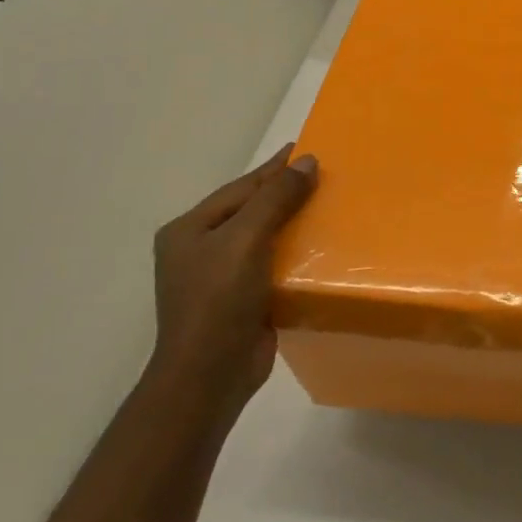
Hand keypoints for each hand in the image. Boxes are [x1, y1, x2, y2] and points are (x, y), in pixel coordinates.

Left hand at [150, 145, 318, 427]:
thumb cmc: (218, 300)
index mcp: (189, 230)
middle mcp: (202, 250)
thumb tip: (307, 162)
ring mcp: (222, 278)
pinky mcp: (245, 300)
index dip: (274, 169)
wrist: (210, 374)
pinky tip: (323, 247)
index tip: (306, 148)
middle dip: (286, 193)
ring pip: (265, 238)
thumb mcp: (245, 239)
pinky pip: (274, 264)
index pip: (241, 188)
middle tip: (325, 174)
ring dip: (296, 223)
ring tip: (331, 205)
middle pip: (251, 211)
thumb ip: (275, 199)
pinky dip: (298, 253)